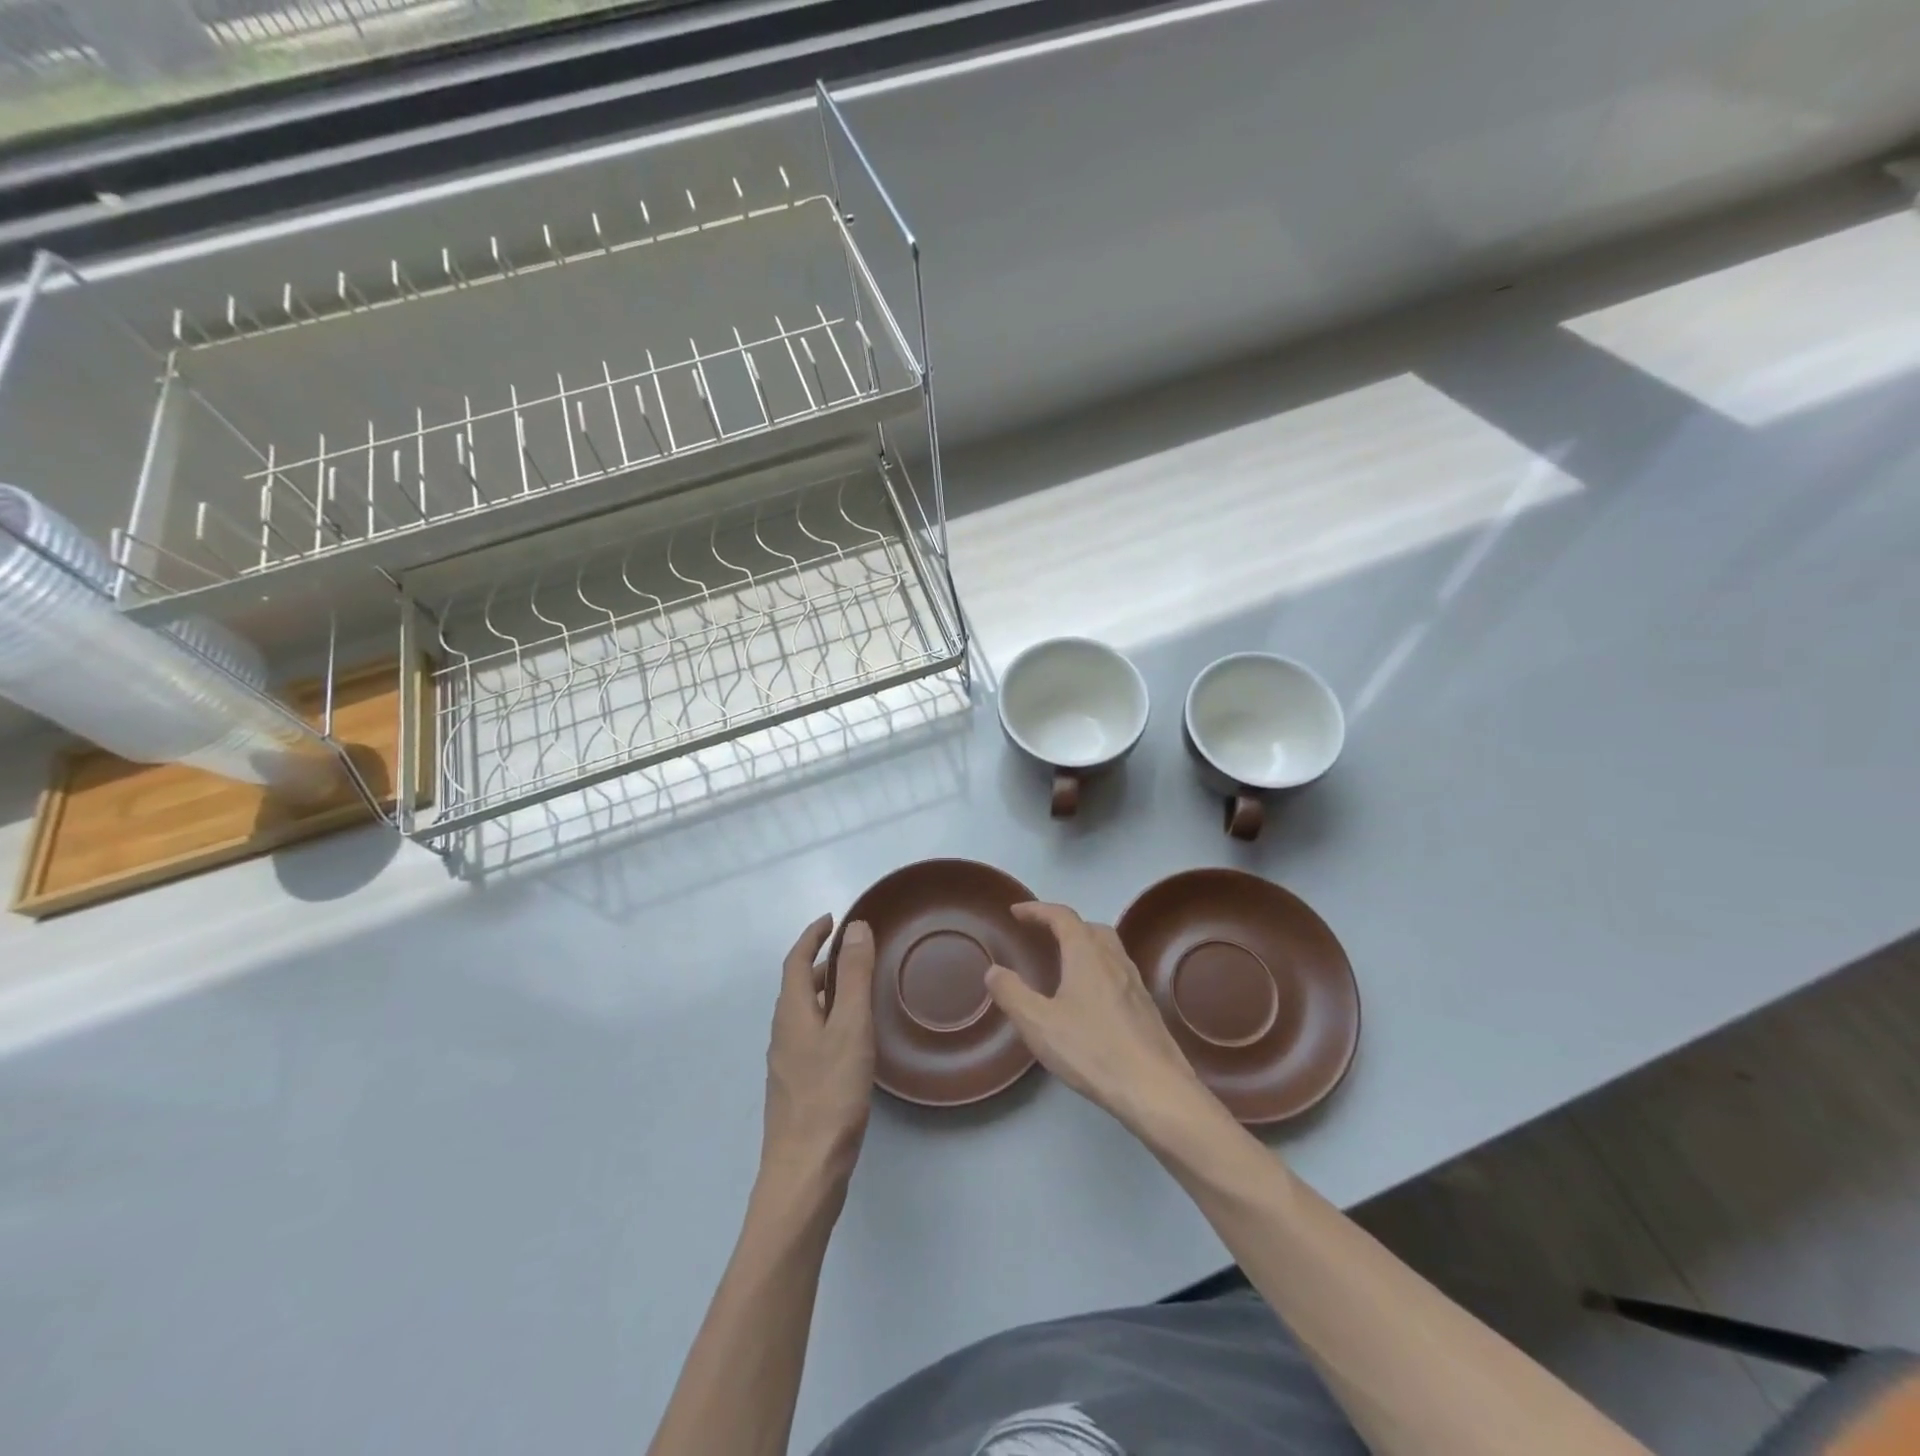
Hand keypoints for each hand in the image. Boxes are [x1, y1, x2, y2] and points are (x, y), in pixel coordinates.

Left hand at [759, 915, 875, 1205]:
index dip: (812, 936)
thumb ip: (854, 977)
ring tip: (857, 989)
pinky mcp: (798, 1088)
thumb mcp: (850, 1027)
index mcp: (792, 1013)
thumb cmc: (830, 1095)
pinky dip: (828, 1019)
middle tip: (853, 952)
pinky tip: (851, 1039)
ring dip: (824, 991)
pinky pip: (811, 1036)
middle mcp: (783, 1033)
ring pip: (804, 1013)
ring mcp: (787, 1063)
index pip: (795, 960)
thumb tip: (855, 927)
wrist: (804, 1172)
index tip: (833, 918)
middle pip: (797, 986)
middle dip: (821, 962)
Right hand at [985, 902, 1213, 1132]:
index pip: (1062, 917)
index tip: (1016, 911)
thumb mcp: (1039, 1024)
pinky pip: (1118, 972)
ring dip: (1084, 945)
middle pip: (1089, 927)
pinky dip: (1099, 969)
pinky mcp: (1146, 1008)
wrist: (1156, 1089)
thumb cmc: (1092, 1050)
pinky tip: (1090, 999)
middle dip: (1063, 924)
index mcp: (1087, 955)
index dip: (1037, 910)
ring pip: (1108, 949)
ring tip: (1065, 963)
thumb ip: (1012, 994)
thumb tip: (994, 970)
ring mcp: (1135, 983)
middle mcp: (1114, 959)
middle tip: (1041, 935)